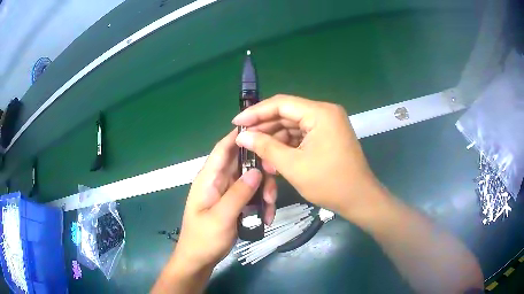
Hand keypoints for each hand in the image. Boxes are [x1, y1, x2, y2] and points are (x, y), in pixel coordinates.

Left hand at [172, 129, 276, 273]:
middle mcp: (218, 181)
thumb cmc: (204, 239)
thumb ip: (238, 194)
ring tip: (270, 208)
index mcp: (209, 178)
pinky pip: (251, 196)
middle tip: (275, 179)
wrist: (199, 260)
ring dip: (264, 190)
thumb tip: (257, 171)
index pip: (223, 149)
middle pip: (243, 163)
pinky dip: (261, 203)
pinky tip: (267, 217)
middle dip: (261, 169)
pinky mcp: (234, 204)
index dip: (239, 135)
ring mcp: (227, 193)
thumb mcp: (221, 218)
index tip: (262, 129)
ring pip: (251, 180)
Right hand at [232, 94, 383, 220]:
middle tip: (244, 139)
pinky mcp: (327, 136)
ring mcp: (327, 125)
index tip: (237, 123)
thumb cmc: (329, 183)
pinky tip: (274, 158)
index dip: (256, 112)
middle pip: (287, 114)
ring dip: (275, 139)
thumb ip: (265, 147)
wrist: (359, 199)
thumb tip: (242, 136)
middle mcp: (325, 113)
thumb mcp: (293, 165)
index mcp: (320, 113)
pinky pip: (302, 135)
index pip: (281, 104)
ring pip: (293, 126)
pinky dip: (287, 146)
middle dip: (264, 128)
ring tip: (257, 154)